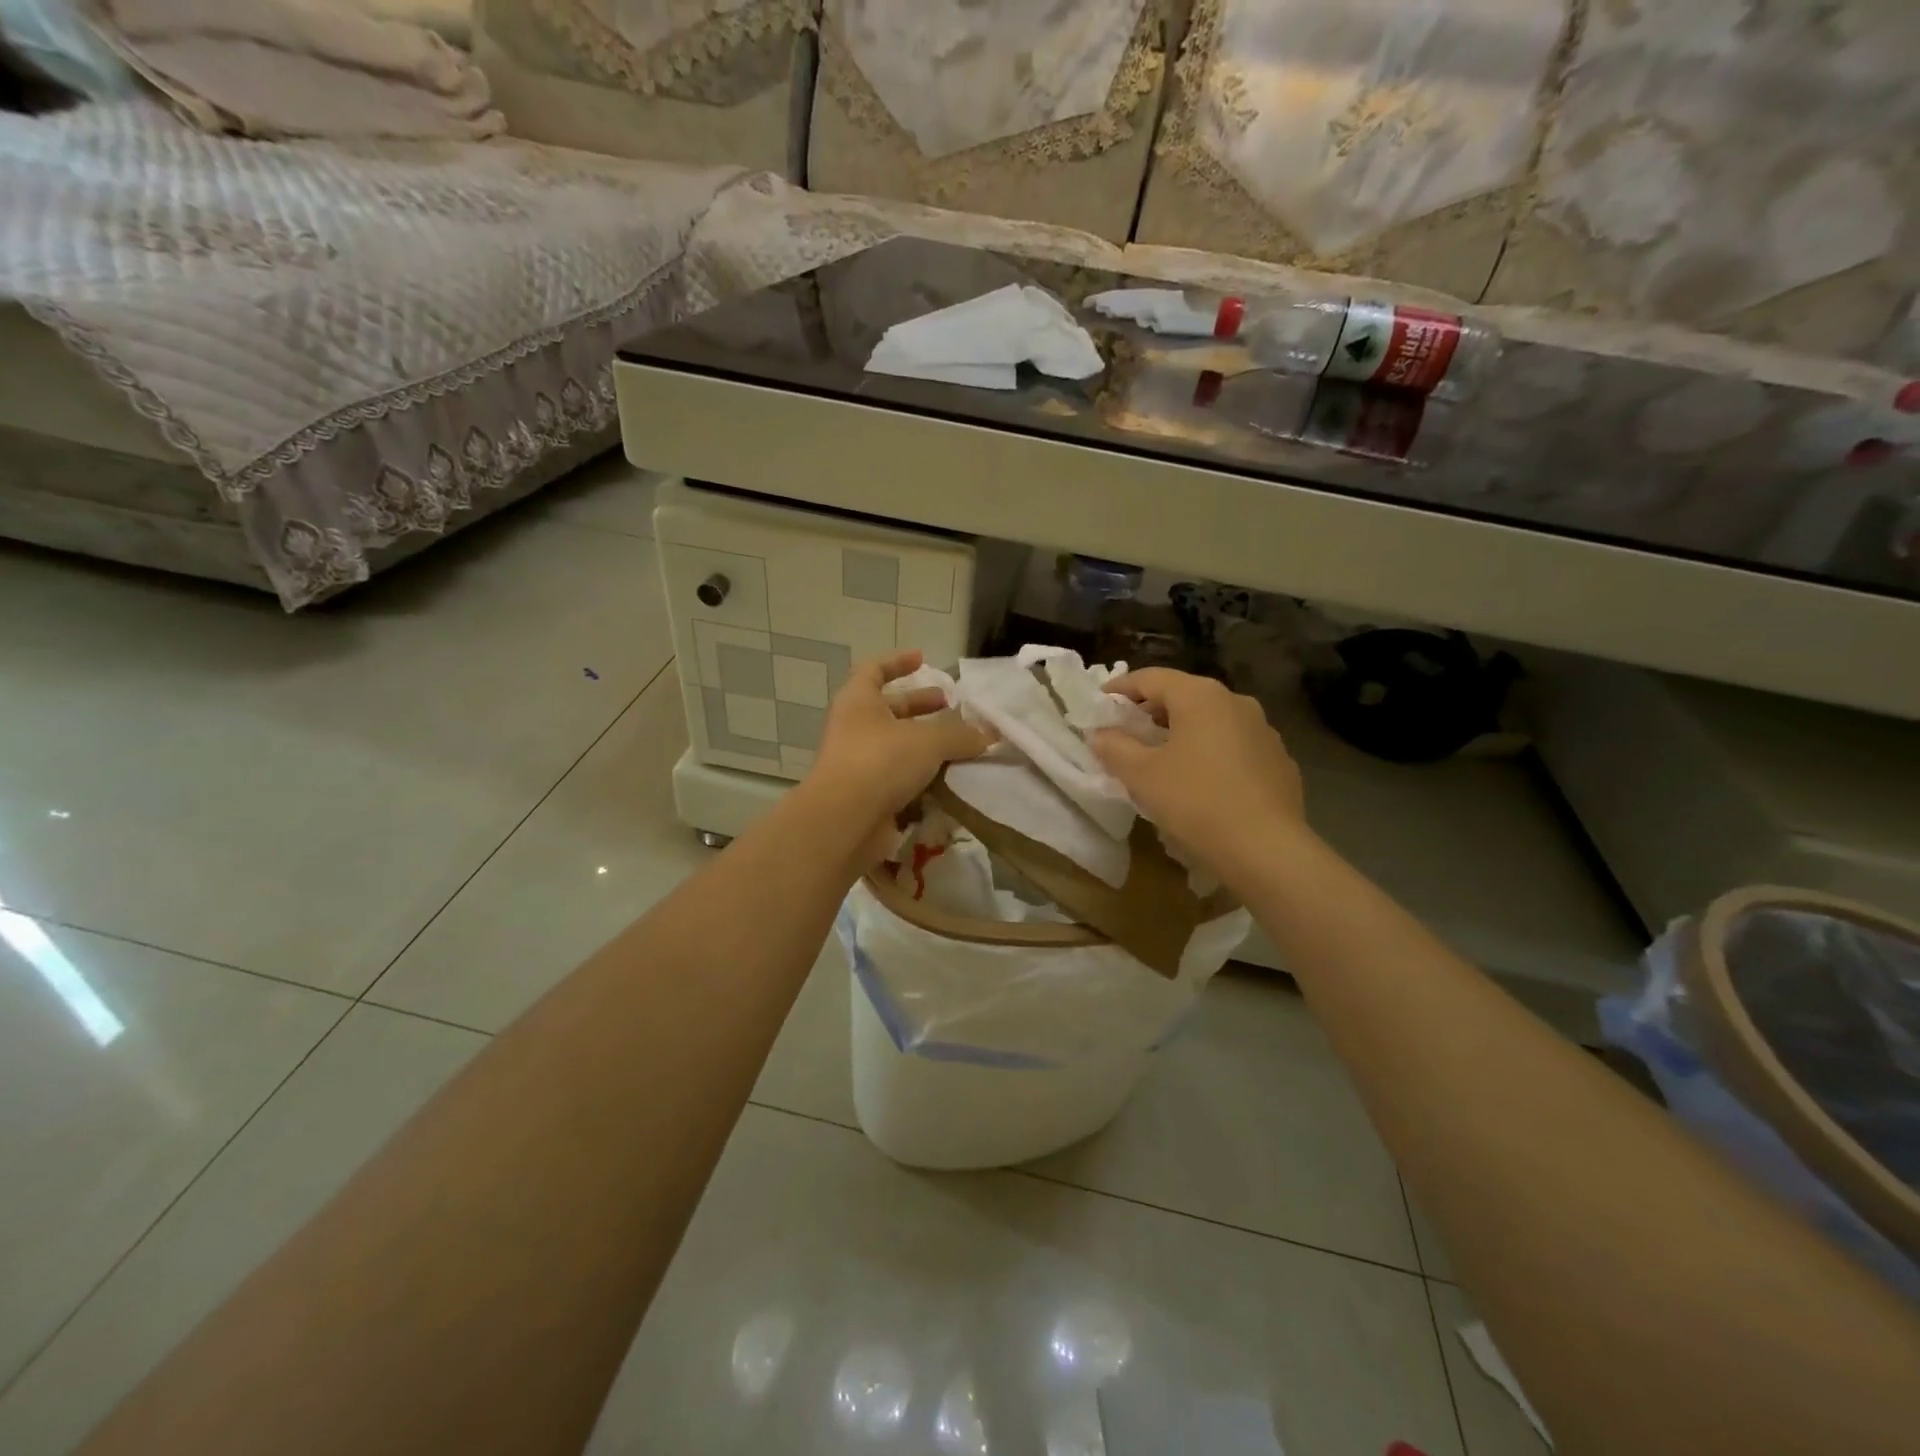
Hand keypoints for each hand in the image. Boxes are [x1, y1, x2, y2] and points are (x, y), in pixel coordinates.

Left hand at [806, 650, 991, 856]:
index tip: (923, 659)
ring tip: (961, 748)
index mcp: (859, 702)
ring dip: (927, 746)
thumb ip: (960, 735)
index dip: (898, 662)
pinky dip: (923, 779)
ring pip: (898, 748)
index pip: (874, 669)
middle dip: (921, 707)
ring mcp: (859, 765)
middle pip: (890, 710)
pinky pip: (900, 781)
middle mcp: (855, 729)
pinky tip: (950, 782)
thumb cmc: (880, 762)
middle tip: (951, 707)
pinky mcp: (869, 797)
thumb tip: (986, 736)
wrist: (845, 822)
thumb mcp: (929, 740)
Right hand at [1092, 668, 1304, 873]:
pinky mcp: (1279, 762)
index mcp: (1200, 696)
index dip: (1120, 688)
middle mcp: (1236, 702)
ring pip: (1212, 722)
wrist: (1267, 850)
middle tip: (1127, 733)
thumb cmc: (1196, 801)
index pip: (1151, 678)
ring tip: (1162, 759)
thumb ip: (1115, 747)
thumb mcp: (1141, 775)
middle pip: (1184, 696)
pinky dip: (1211, 754)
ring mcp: (1264, 731)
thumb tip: (1100, 734)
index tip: (1100, 703)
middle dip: (1152, 712)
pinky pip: (1235, 747)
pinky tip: (1201, 783)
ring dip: (1183, 733)